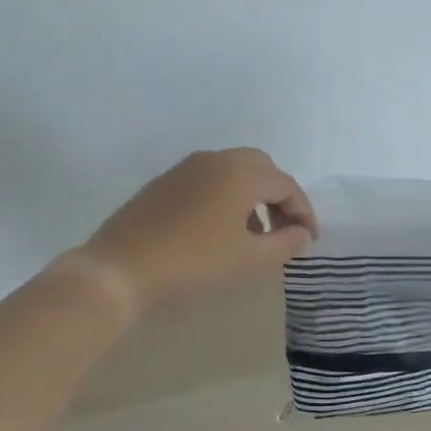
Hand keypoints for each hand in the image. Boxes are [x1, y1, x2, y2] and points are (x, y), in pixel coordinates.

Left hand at [78, 148, 318, 314]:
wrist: (120, 269)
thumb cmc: (194, 263)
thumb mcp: (249, 259)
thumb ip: (285, 243)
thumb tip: (301, 233)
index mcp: (241, 173)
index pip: (286, 185)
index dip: (304, 212)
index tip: (309, 240)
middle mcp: (216, 160)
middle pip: (261, 168)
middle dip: (279, 196)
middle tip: (285, 230)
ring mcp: (186, 168)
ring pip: (233, 171)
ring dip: (252, 196)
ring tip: (254, 234)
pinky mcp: (164, 182)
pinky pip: (208, 180)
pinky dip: (226, 196)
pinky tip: (220, 229)